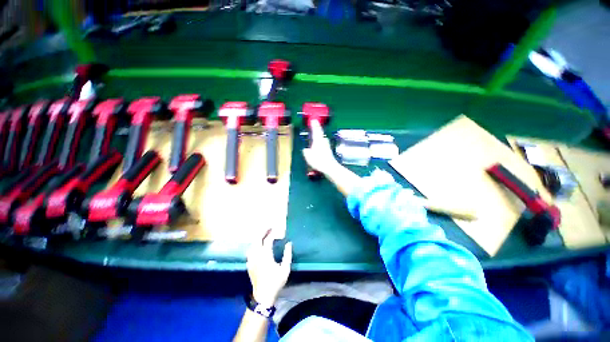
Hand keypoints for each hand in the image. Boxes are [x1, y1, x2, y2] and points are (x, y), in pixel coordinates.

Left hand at [247, 229, 292, 306]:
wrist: (263, 296)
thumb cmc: (276, 282)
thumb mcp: (285, 269)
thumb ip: (287, 254)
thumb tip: (289, 243)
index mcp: (266, 255)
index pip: (268, 239)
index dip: (273, 233)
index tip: (279, 229)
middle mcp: (257, 255)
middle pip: (257, 239)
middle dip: (263, 231)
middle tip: (270, 228)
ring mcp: (251, 260)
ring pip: (252, 244)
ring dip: (258, 238)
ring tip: (264, 235)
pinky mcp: (249, 264)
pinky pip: (250, 251)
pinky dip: (254, 245)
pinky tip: (258, 246)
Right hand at [303, 120, 339, 174]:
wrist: (329, 167)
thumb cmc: (318, 161)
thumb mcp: (308, 156)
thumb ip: (306, 151)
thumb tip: (306, 150)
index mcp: (318, 140)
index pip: (316, 130)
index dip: (314, 125)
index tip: (313, 120)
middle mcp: (323, 142)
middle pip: (320, 134)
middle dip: (317, 130)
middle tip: (314, 126)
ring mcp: (327, 146)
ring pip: (322, 139)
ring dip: (319, 137)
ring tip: (316, 136)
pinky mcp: (329, 152)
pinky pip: (323, 145)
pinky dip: (320, 144)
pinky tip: (319, 147)